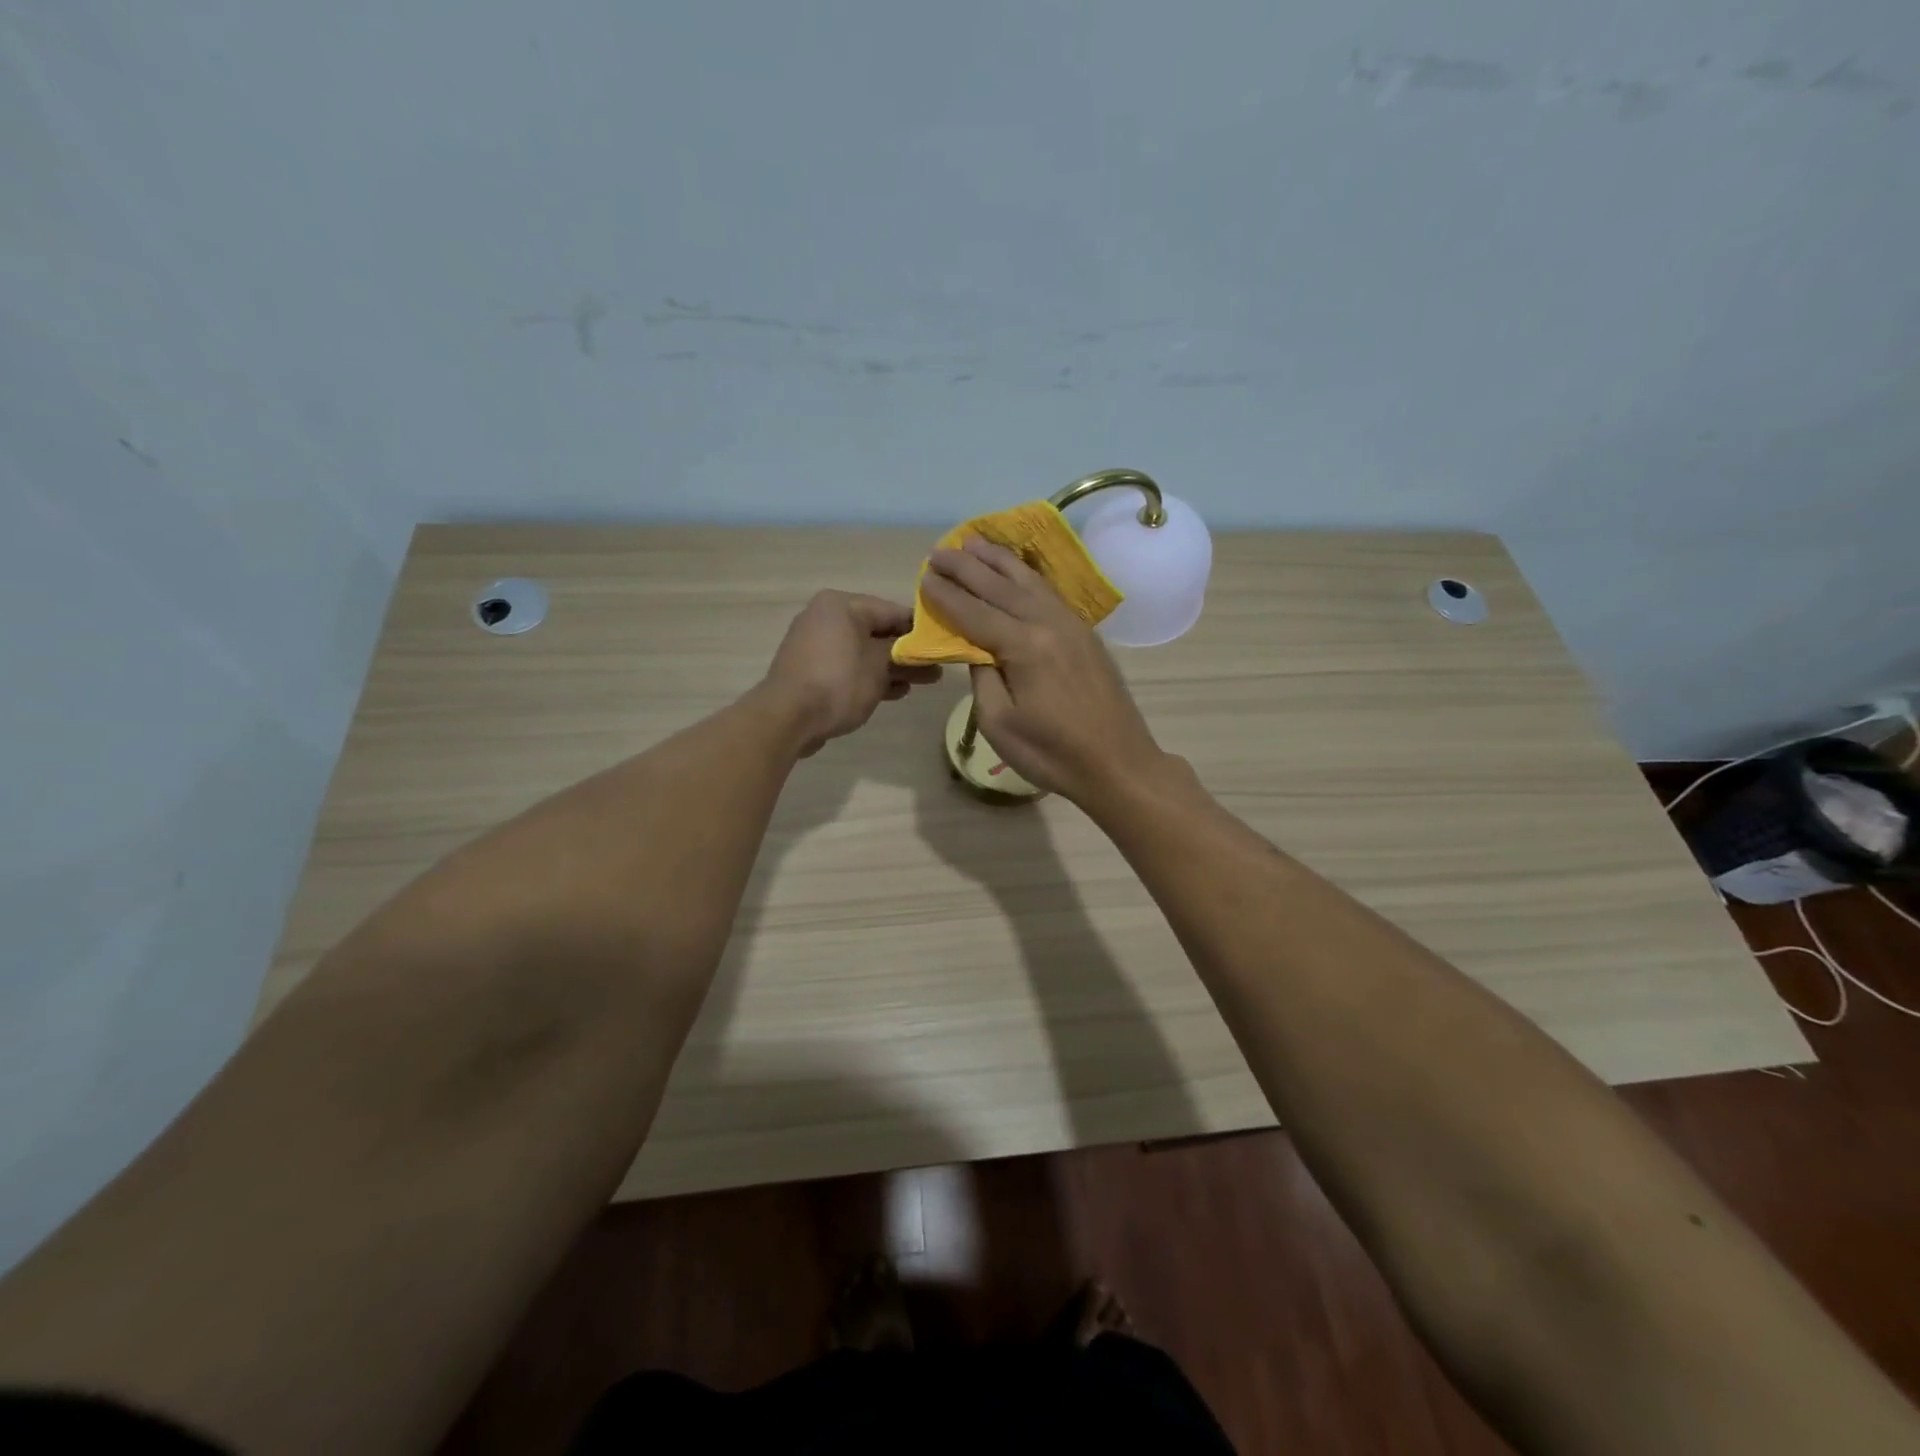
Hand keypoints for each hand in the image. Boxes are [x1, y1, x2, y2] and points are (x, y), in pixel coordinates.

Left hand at [761, 591, 940, 755]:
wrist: (788, 717)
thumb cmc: (838, 682)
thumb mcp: (879, 664)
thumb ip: (903, 652)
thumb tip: (919, 649)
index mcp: (841, 605)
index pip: (891, 610)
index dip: (920, 628)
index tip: (943, 643)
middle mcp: (826, 618)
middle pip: (877, 632)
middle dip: (908, 651)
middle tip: (937, 667)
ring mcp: (816, 646)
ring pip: (864, 652)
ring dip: (893, 667)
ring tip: (925, 682)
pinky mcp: (812, 671)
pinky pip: (849, 668)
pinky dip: (871, 677)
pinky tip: (896, 692)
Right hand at [920, 537, 1167, 805]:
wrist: (1118, 763)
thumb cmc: (1052, 753)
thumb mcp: (999, 724)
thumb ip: (982, 678)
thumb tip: (977, 650)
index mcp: (1024, 646)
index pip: (974, 613)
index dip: (946, 596)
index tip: (923, 577)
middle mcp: (1048, 624)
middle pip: (999, 587)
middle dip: (966, 567)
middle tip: (938, 550)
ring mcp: (1071, 625)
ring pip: (1028, 582)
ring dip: (998, 560)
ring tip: (974, 541)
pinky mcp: (1085, 634)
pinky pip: (1048, 592)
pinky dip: (1026, 575)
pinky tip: (1017, 569)